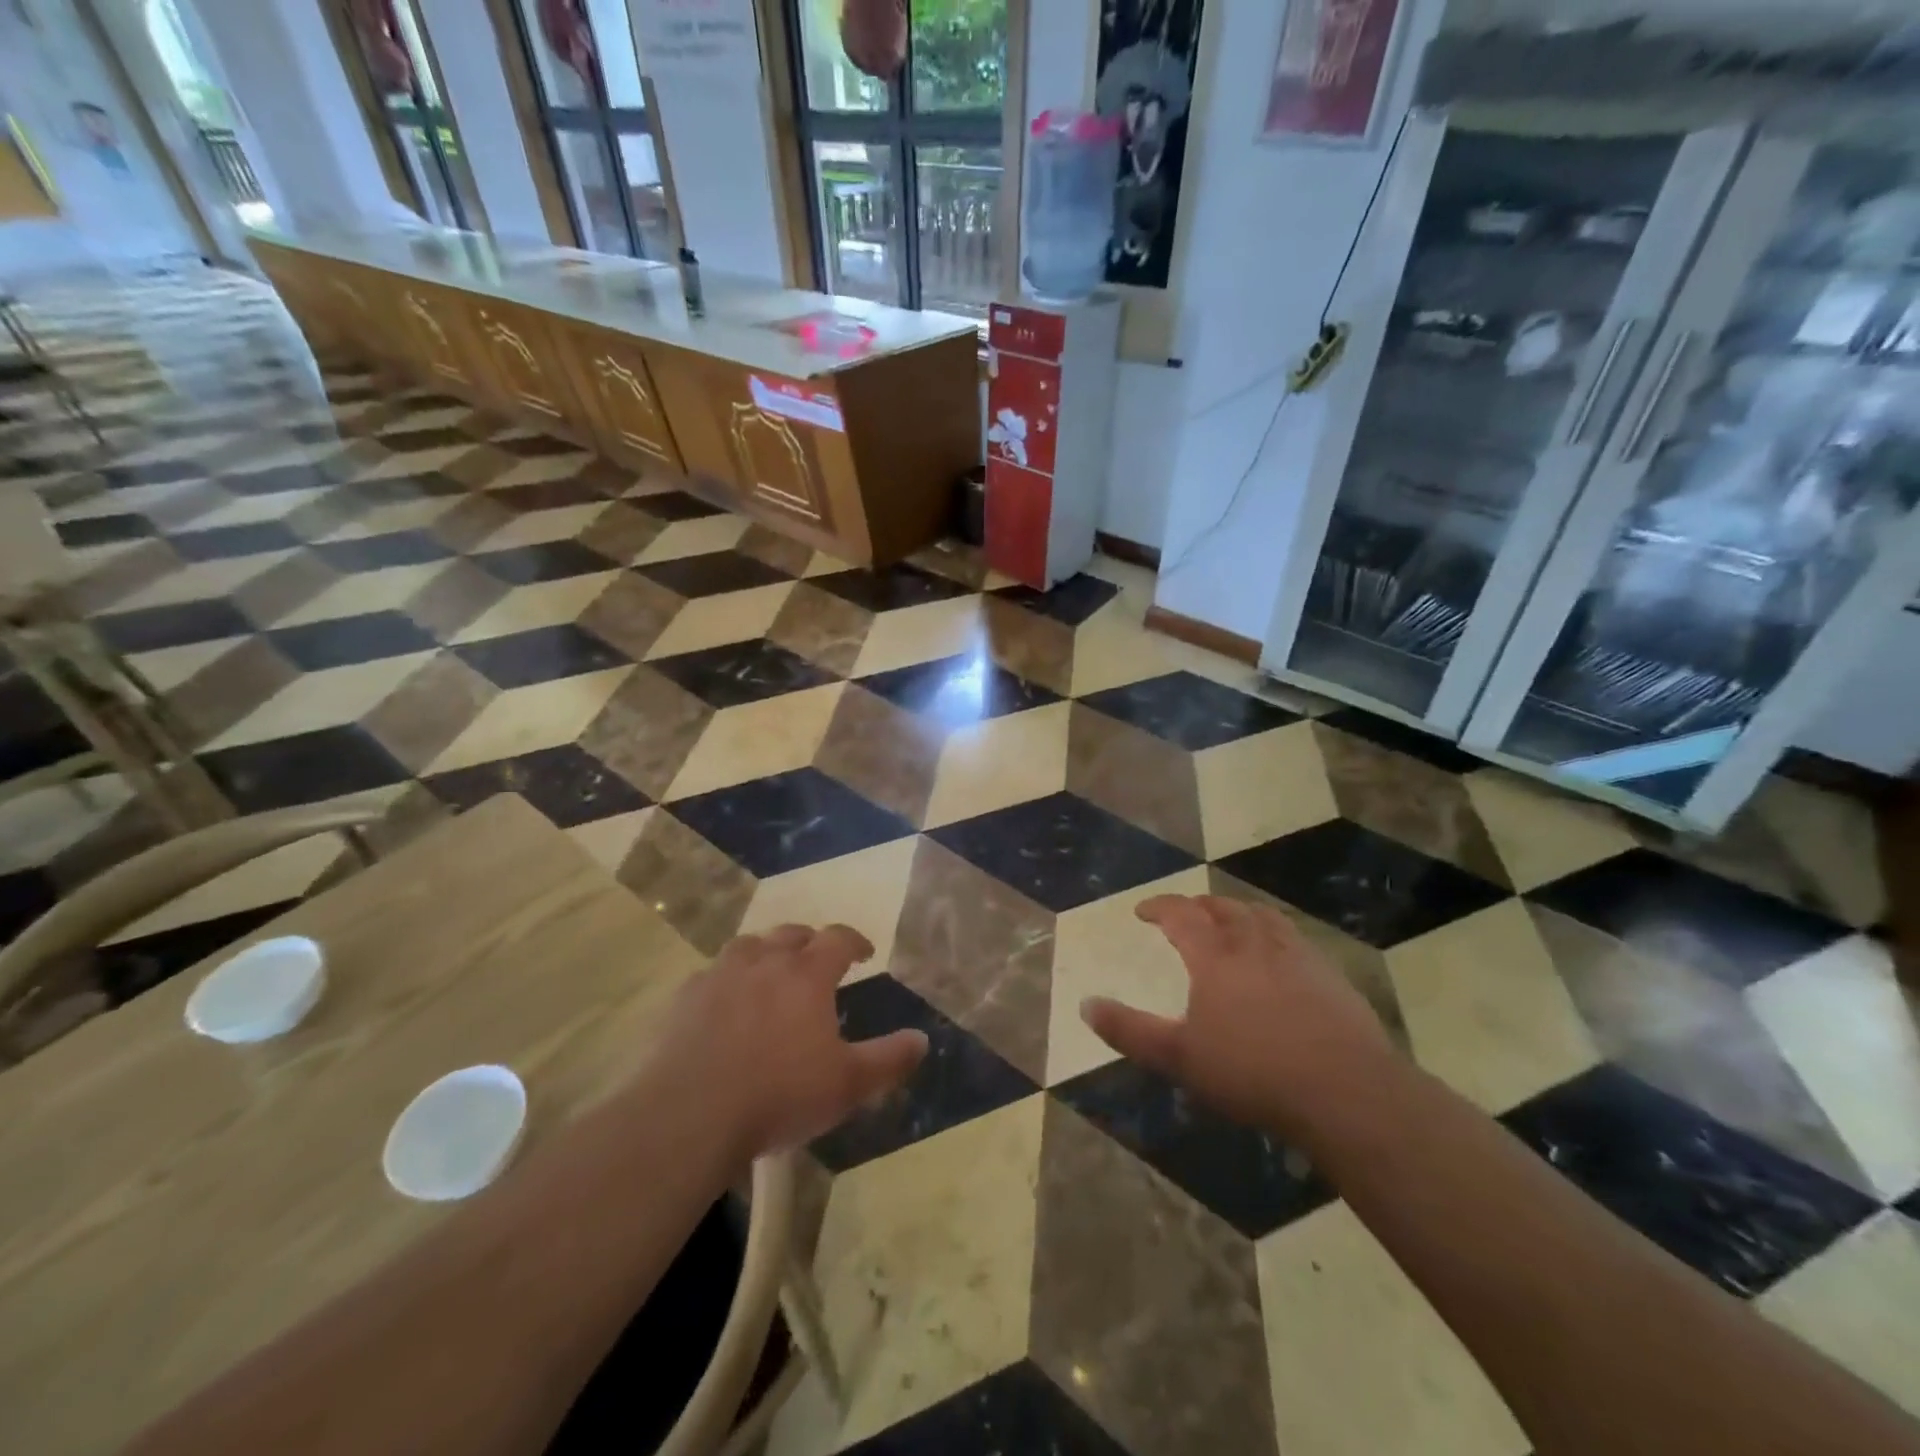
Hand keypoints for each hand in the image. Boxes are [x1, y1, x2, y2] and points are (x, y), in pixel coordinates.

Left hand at [659, 924, 927, 1160]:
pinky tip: (724, 1002)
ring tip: (770, 970)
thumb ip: (889, 1060)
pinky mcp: (685, 998)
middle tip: (817, 959)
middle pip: (791, 934)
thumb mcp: (848, 1084)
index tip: (864, 953)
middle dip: (809, 941)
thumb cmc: (779, 1094)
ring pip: (748, 946)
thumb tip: (923, 1039)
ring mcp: (720, 976)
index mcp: (807, 975)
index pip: (837, 938)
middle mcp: (765, 962)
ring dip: (765, 951)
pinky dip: (725, 980)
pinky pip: (710, 975)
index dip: (854, 941)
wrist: (690, 1114)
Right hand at [1081, 894, 1397, 1139]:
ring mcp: (1297, 956)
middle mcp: (1254, 944)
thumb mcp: (1178, 1058)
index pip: (1181, 915)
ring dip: (1240, 912)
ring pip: (1263, 917)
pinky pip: (1296, 938)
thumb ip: (1129, 1031)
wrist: (1345, 1092)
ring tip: (1232, 921)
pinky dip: (1276, 934)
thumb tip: (1085, 1004)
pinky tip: (1281, 956)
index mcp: (1215, 958)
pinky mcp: (1330, 976)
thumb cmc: (1252, 1073)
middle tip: (1187, 912)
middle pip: (1223, 908)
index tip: (1143, 910)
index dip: (1159, 907)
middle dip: (1200, 905)